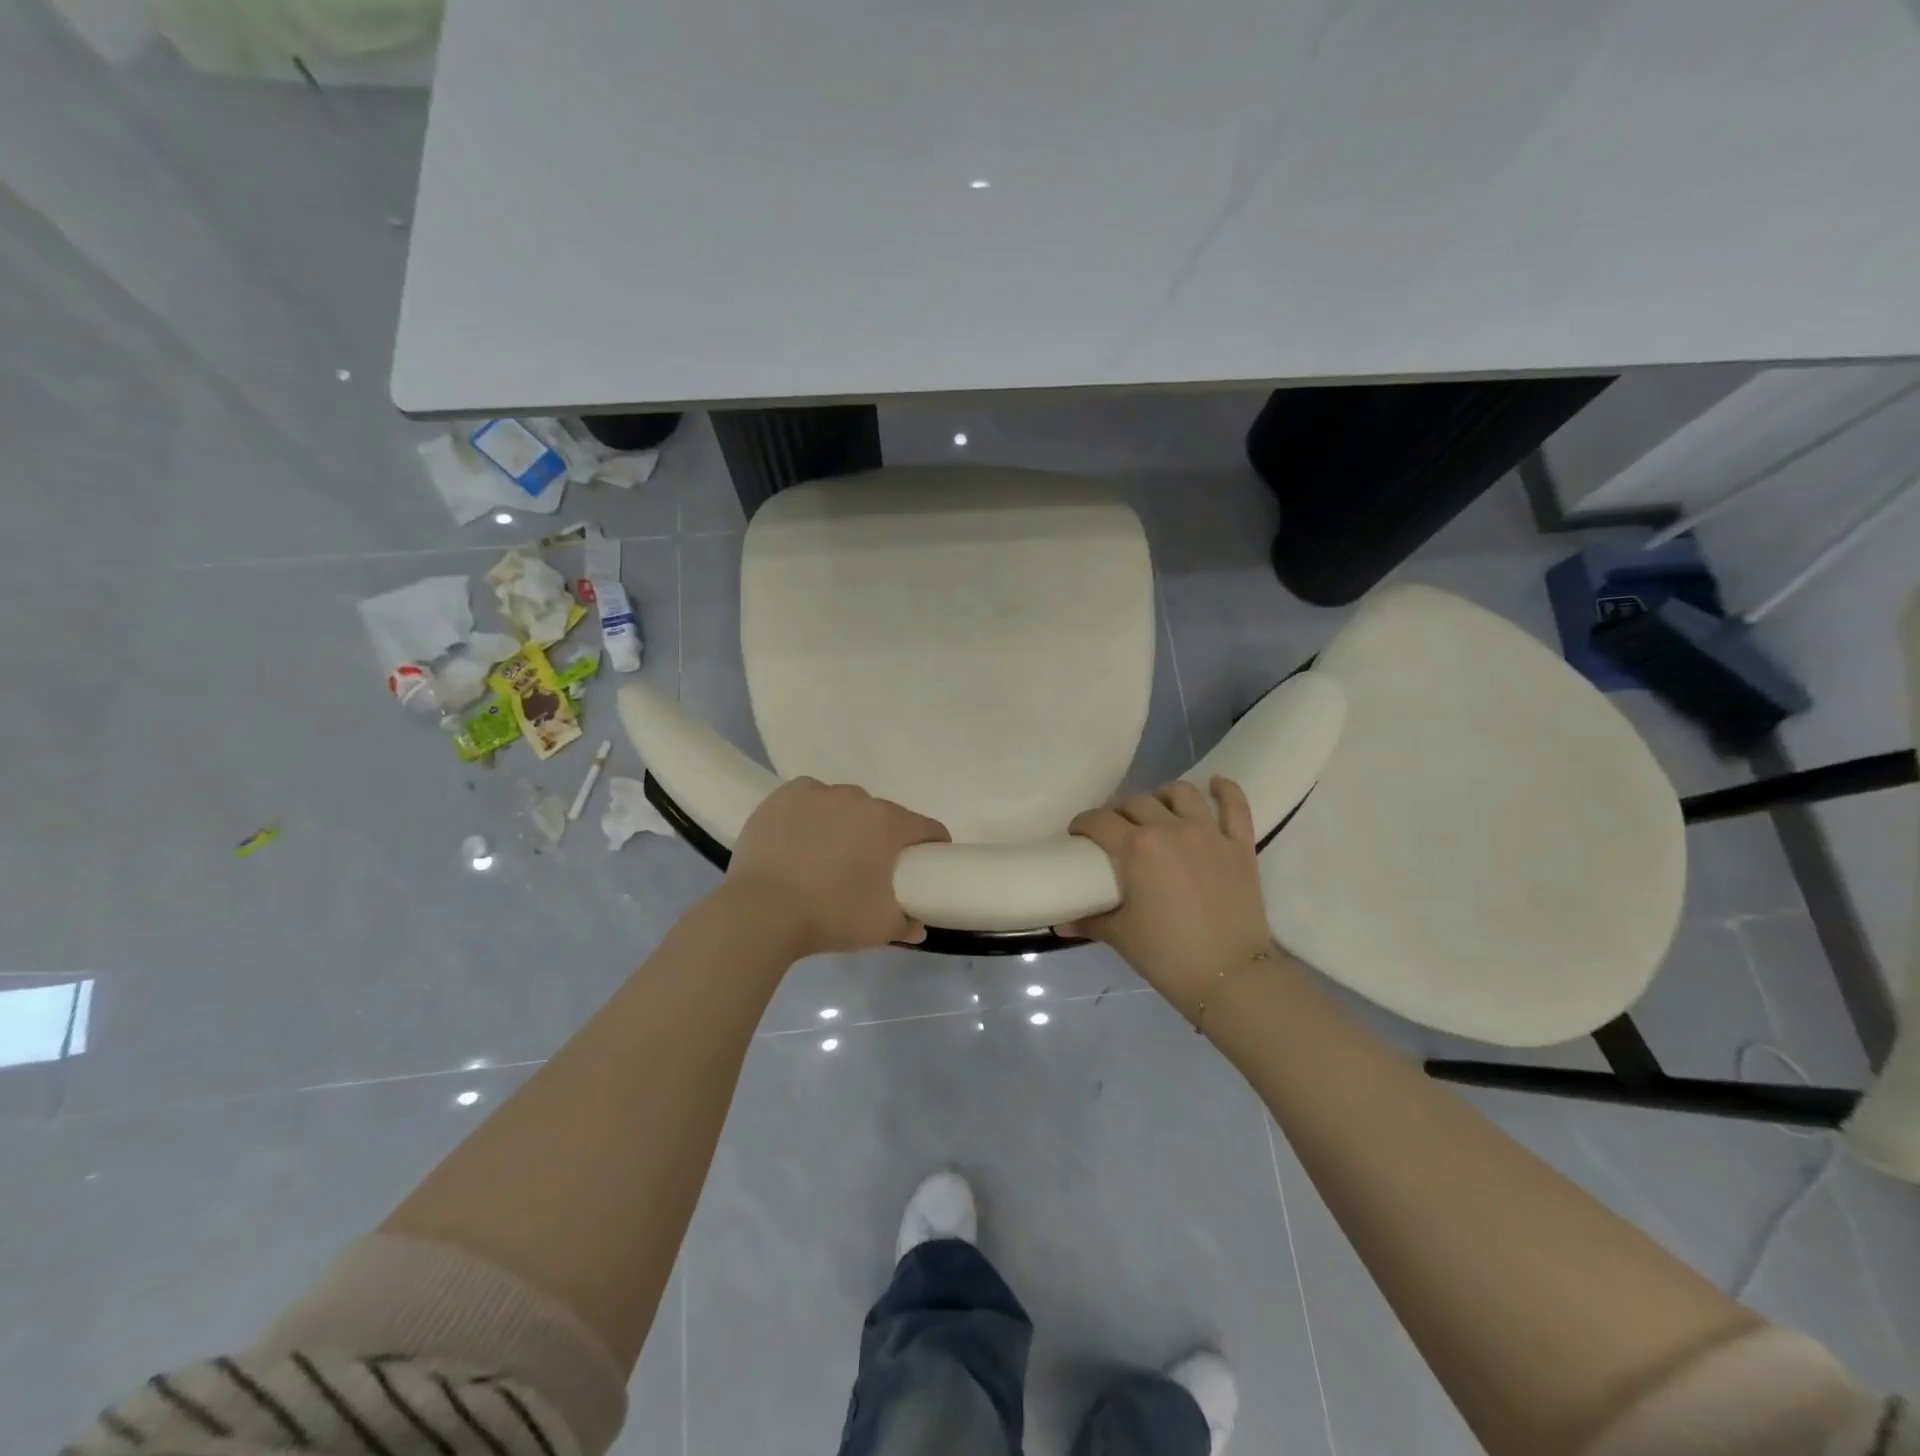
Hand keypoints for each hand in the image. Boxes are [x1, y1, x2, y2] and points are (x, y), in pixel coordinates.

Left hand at [725, 778, 950, 955]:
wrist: (761, 912)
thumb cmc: (830, 916)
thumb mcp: (880, 928)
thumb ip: (907, 924)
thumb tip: (918, 925)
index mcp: (888, 824)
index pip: (925, 828)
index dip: (931, 845)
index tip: (925, 862)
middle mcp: (857, 798)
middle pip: (881, 815)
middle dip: (881, 837)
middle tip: (868, 867)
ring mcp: (818, 793)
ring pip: (843, 805)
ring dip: (844, 823)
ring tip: (826, 854)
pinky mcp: (784, 796)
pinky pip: (808, 798)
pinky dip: (810, 813)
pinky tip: (799, 836)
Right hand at [1060, 777, 1274, 1019]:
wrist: (1230, 977)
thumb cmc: (1167, 955)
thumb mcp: (1121, 936)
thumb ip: (1089, 921)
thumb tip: (1060, 924)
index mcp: (1136, 848)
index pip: (1099, 820)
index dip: (1083, 823)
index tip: (1078, 834)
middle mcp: (1170, 829)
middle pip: (1136, 802)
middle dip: (1118, 811)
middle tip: (1114, 829)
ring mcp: (1209, 834)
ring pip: (1181, 793)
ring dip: (1163, 796)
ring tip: (1157, 809)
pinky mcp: (1240, 845)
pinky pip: (1235, 806)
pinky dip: (1226, 790)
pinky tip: (1216, 784)